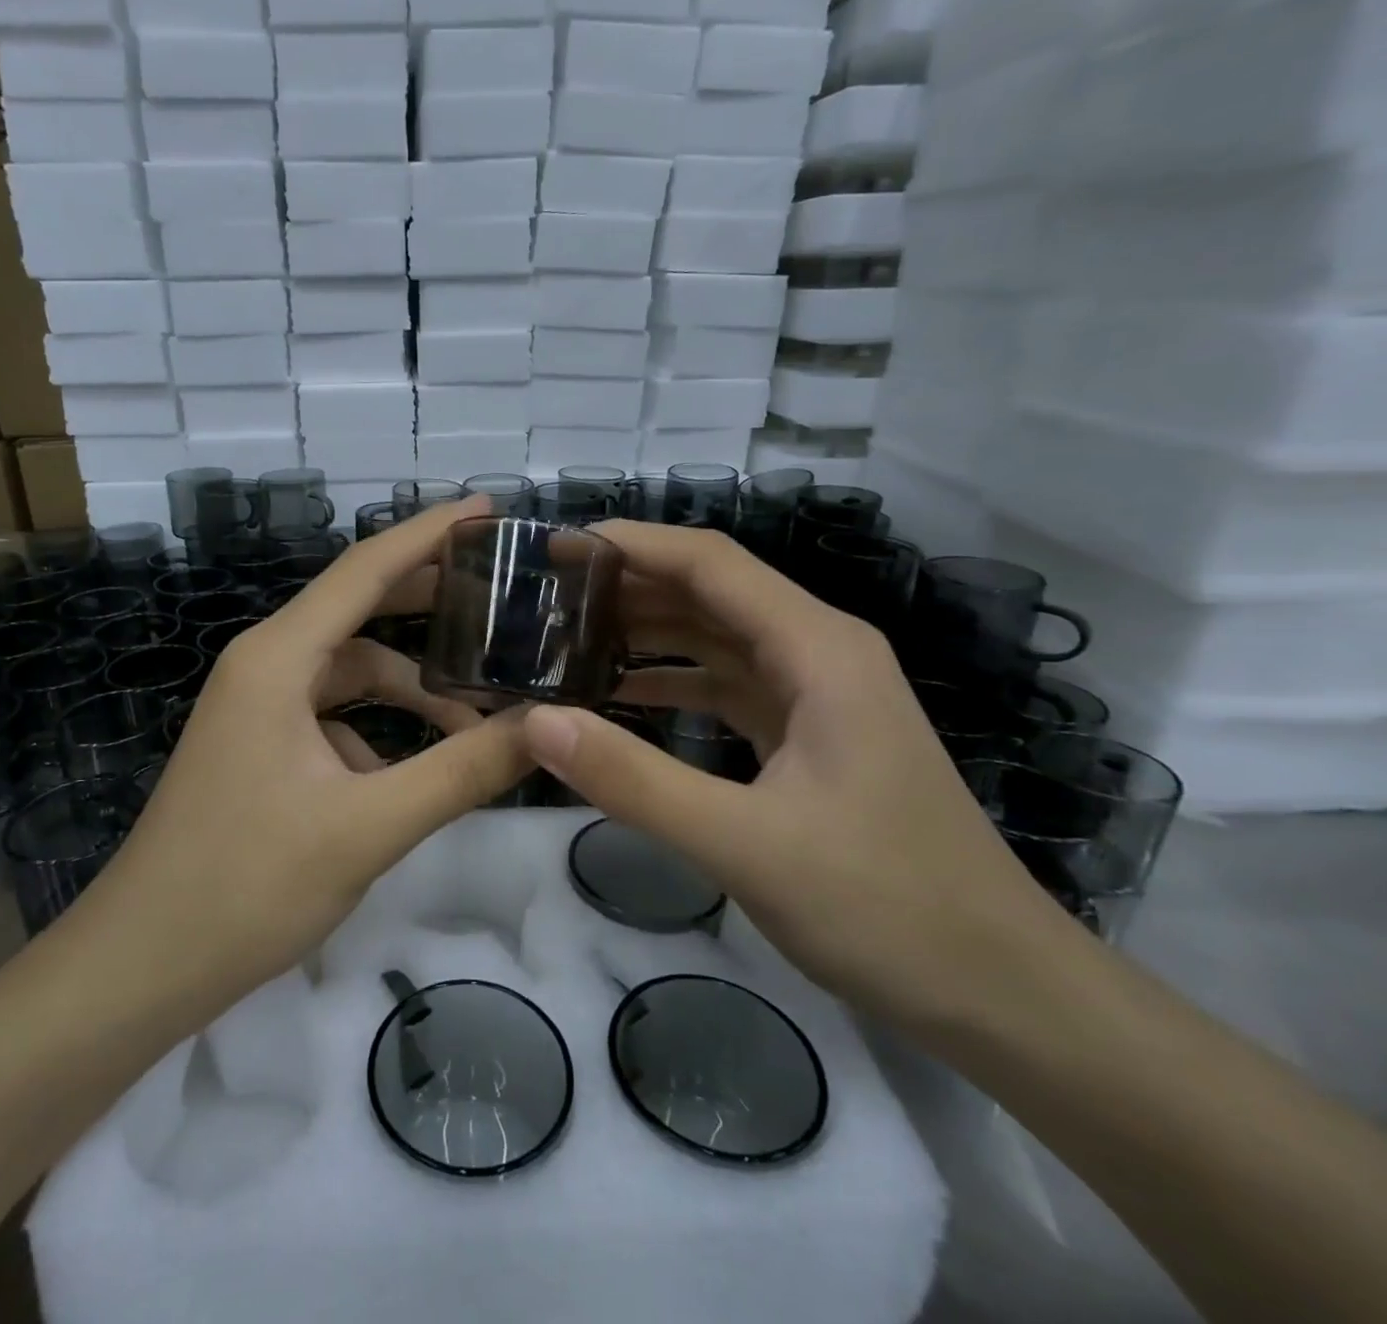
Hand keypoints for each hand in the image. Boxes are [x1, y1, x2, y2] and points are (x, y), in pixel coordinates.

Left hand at [67, 496, 531, 1032]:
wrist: (142, 964)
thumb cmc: (246, 886)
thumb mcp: (369, 826)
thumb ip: (462, 771)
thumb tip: (547, 727)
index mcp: (278, 658)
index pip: (365, 569)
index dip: (429, 532)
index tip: (488, 510)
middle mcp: (266, 665)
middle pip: (360, 610)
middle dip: (430, 602)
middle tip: (504, 599)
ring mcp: (259, 707)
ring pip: (352, 673)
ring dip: (411, 688)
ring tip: (478, 718)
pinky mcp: (261, 746)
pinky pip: (335, 716)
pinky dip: (381, 731)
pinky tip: (415, 773)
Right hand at [522, 522, 1080, 1029]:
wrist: (1001, 993)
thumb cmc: (888, 908)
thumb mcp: (746, 845)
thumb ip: (636, 780)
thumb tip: (538, 722)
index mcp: (819, 649)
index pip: (710, 563)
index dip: (630, 545)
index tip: (553, 550)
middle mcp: (819, 653)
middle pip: (710, 593)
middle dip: (627, 588)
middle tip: (542, 601)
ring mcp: (817, 696)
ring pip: (716, 639)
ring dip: (646, 634)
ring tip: (565, 642)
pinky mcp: (808, 737)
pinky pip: (726, 687)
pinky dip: (672, 684)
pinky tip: (619, 698)